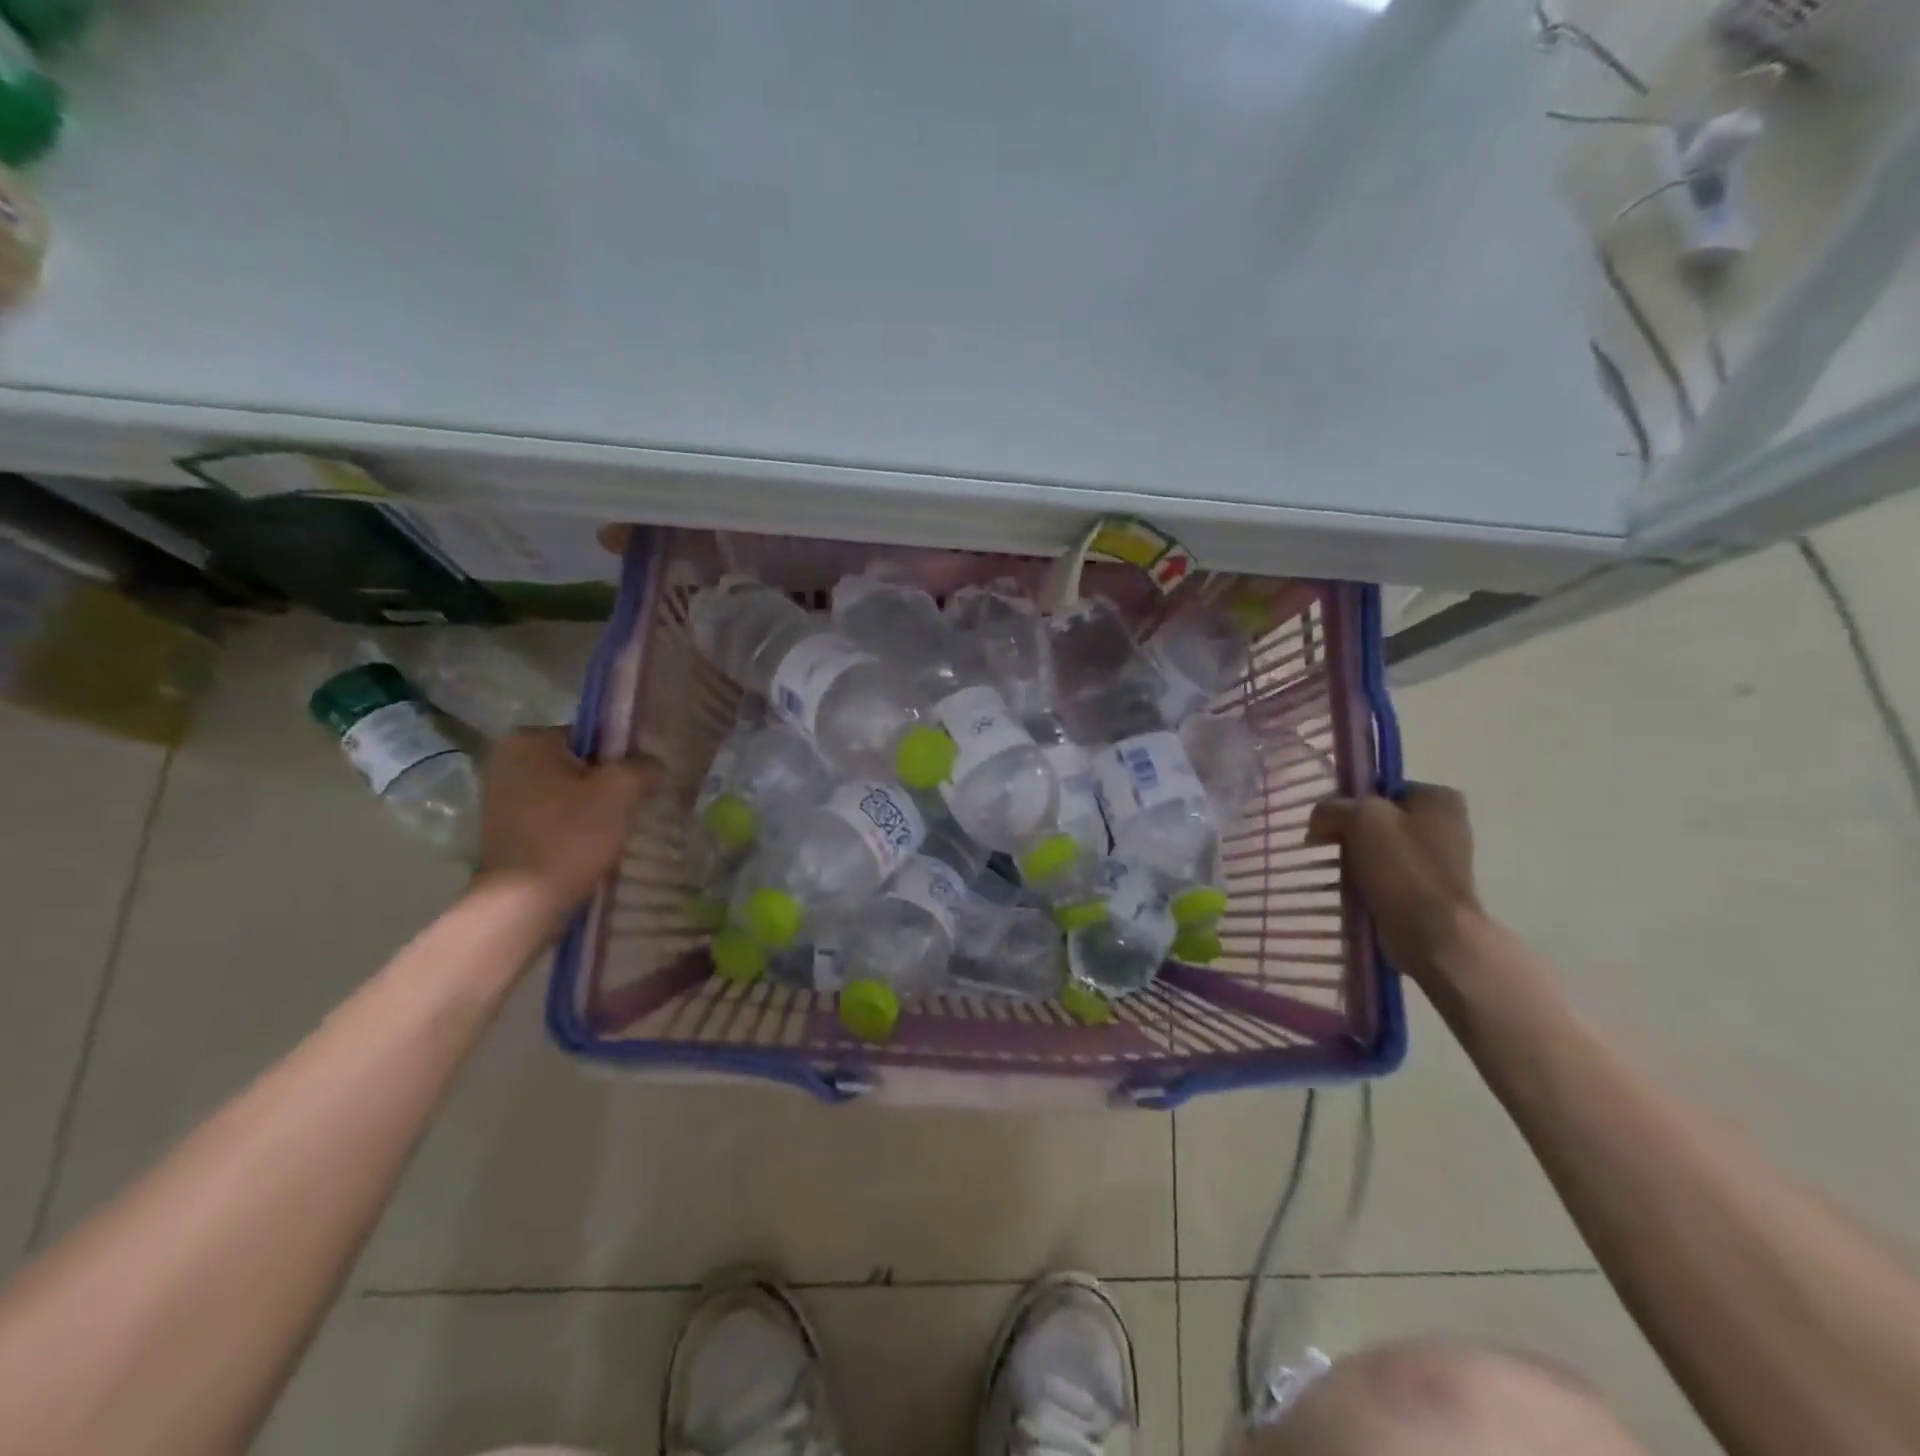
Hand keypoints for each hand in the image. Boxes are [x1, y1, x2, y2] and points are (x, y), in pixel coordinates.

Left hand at [473, 728, 657, 925]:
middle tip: (630, 808)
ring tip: (613, 830)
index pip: (592, 736)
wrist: (523, 903)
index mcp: (528, 740)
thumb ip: (643, 767)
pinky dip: (572, 825)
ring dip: (591, 806)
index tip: (639, 784)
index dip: (622, 758)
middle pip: (578, 763)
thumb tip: (654, 765)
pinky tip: (589, 844)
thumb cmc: (570, 836)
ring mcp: (498, 796)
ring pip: (565, 791)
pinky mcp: (502, 828)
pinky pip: (551, 815)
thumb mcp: (620, 792)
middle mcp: (505, 760)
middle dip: (606, 783)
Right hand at [1308, 783, 1483, 985]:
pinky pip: (1384, 876)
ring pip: (1377, 849)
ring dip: (1354, 859)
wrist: (1433, 934)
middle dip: (1349, 832)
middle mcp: (1444, 825)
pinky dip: (1365, 882)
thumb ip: (1332, 808)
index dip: (1349, 801)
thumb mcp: (1360, 818)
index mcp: (1438, 798)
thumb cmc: (1403, 869)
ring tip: (1337, 872)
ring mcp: (1437, 860)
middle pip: (1377, 819)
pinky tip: (1351, 891)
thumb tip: (1319, 822)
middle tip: (1327, 846)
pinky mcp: (1426, 890)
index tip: (1328, 822)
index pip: (1379, 788)